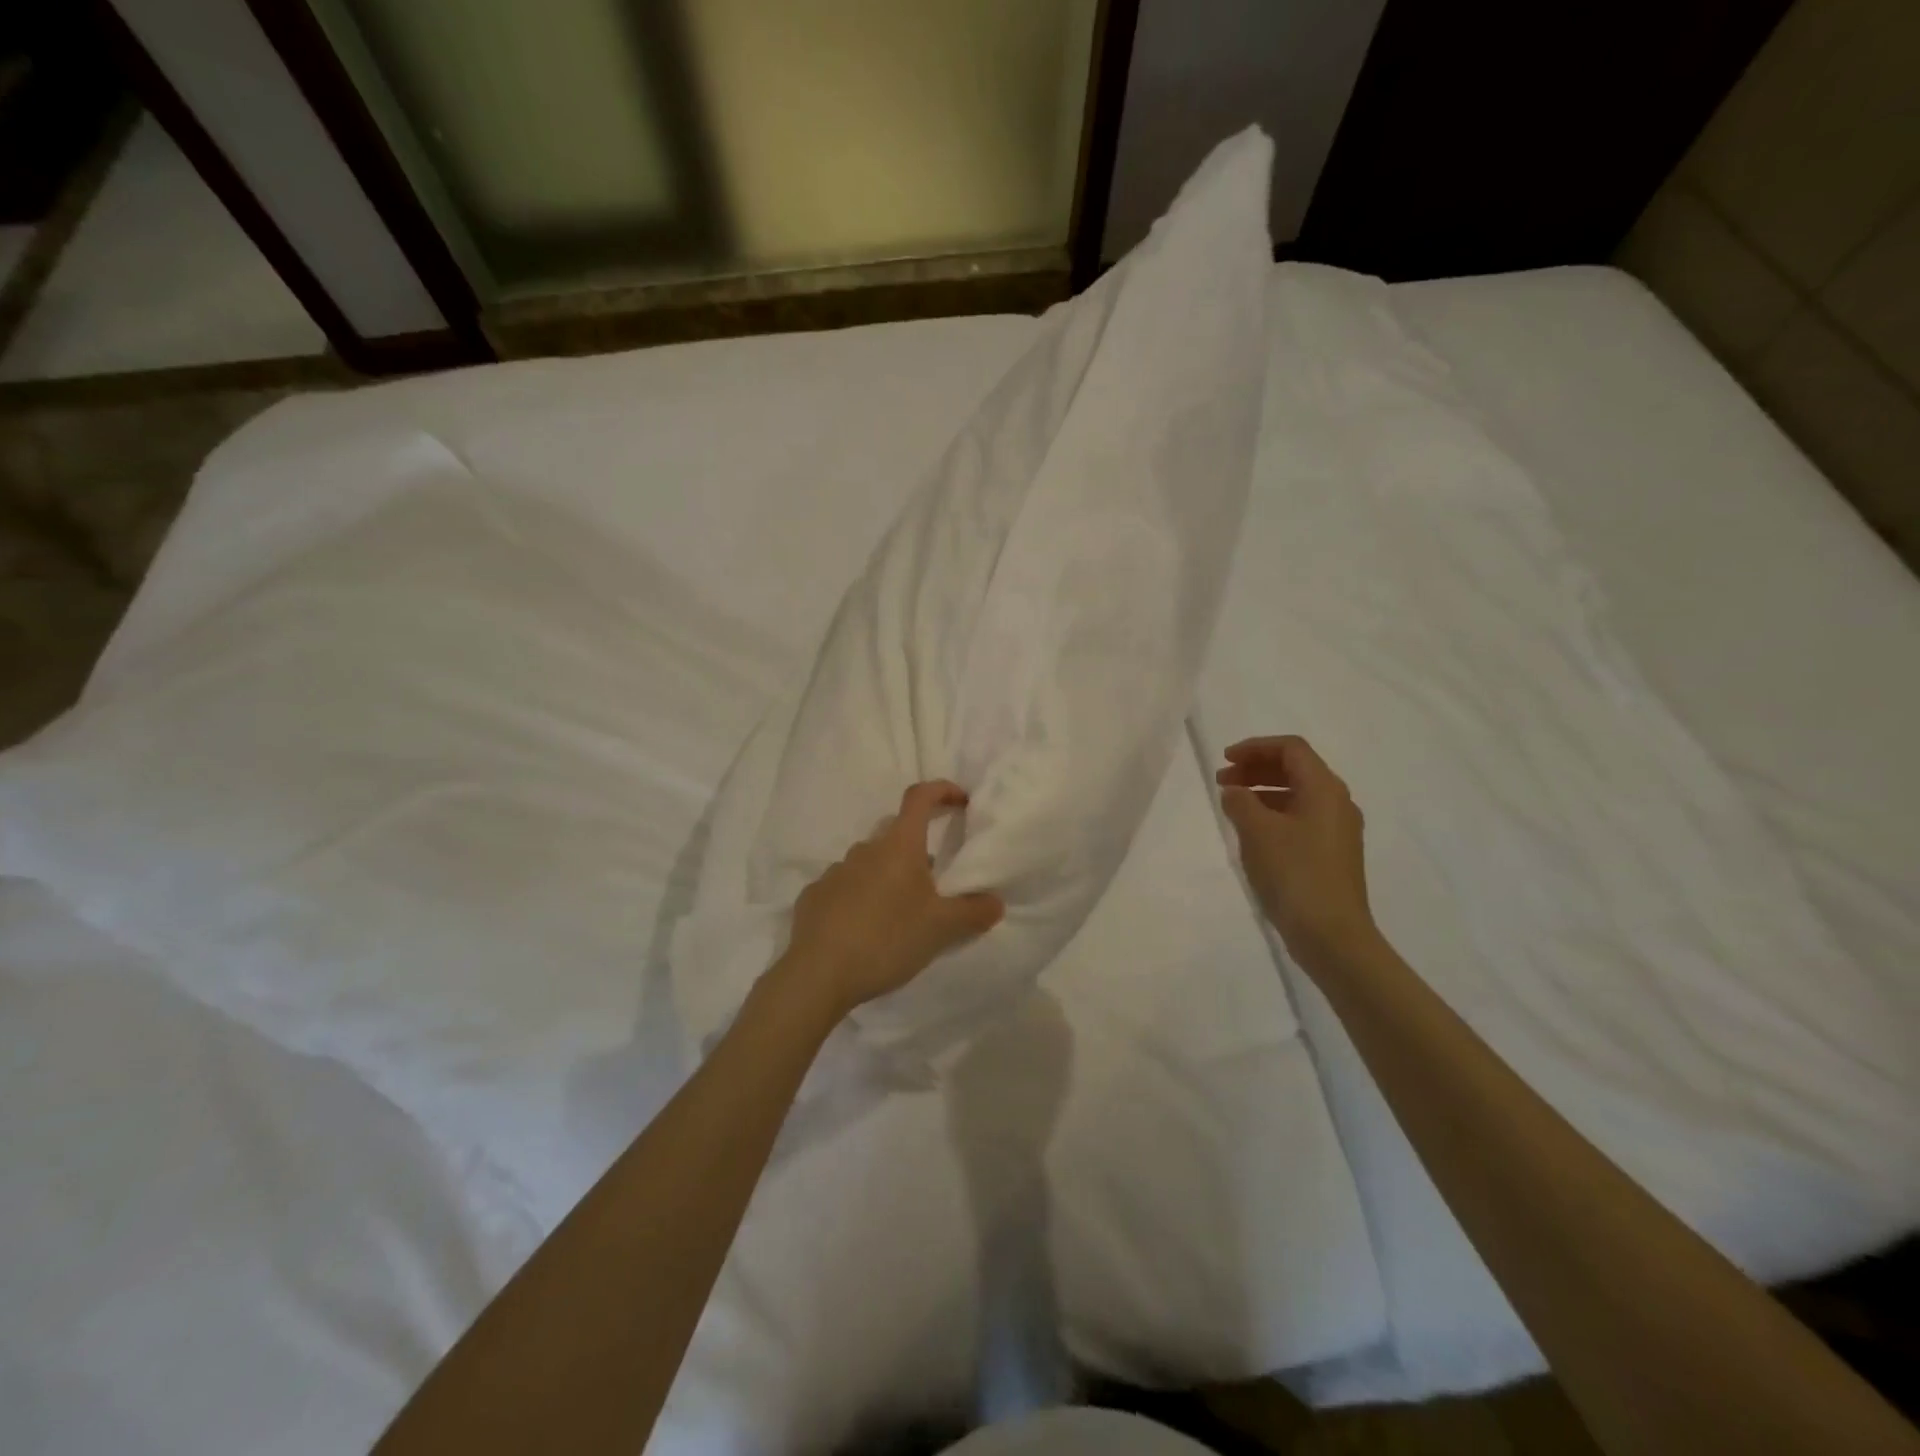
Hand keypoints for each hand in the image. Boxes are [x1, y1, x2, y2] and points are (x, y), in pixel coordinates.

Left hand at [780, 781, 1004, 1018]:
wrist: (818, 974)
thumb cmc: (887, 940)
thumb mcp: (941, 929)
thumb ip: (973, 912)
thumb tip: (995, 902)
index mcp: (898, 846)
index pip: (919, 797)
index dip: (941, 790)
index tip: (960, 801)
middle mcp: (864, 849)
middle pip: (896, 835)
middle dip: (917, 850)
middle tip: (934, 884)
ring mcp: (834, 872)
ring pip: (869, 863)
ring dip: (887, 877)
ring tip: (899, 915)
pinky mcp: (813, 896)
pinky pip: (844, 888)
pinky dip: (859, 898)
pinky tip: (864, 929)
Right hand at [1217, 735, 1378, 973]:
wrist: (1332, 935)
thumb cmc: (1294, 874)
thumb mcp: (1257, 832)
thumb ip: (1240, 802)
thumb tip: (1234, 791)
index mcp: (1325, 789)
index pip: (1290, 749)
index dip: (1255, 747)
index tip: (1225, 760)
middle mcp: (1337, 803)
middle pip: (1296, 769)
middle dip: (1257, 768)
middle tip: (1223, 781)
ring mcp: (1338, 830)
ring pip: (1297, 794)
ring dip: (1263, 791)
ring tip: (1232, 805)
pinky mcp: (1333, 854)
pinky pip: (1301, 818)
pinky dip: (1274, 814)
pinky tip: (1252, 832)